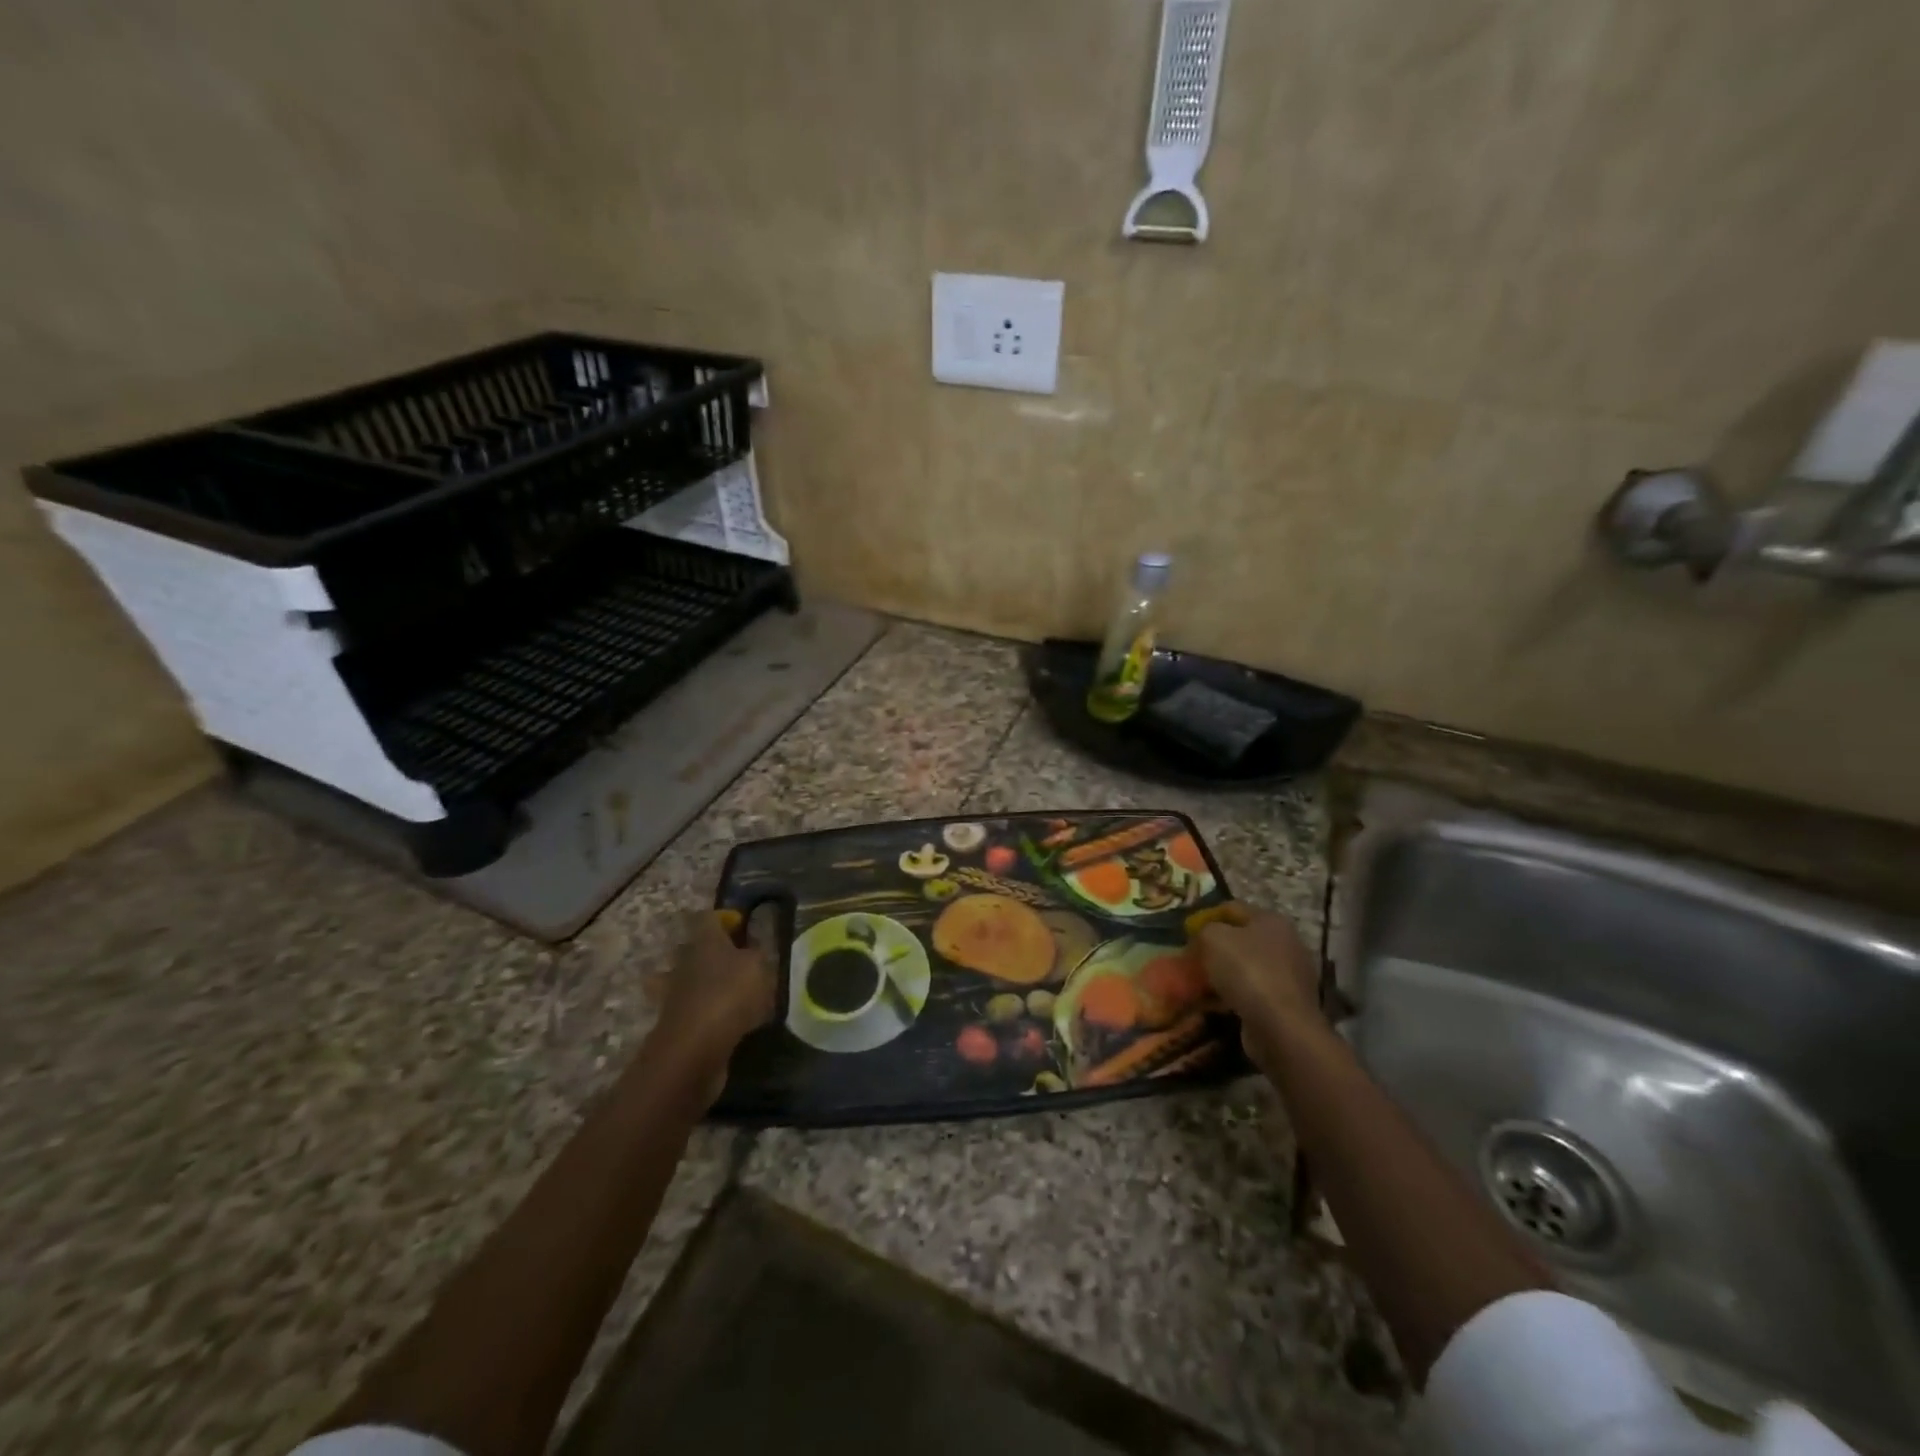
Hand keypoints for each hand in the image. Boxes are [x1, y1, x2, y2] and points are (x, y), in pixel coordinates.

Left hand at [647, 911, 777, 1099]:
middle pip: (695, 947)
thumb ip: (758, 954)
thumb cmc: (729, 995)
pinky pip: (691, 1009)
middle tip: (739, 961)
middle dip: (713, 952)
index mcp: (704, 940)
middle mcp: (684, 961)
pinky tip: (725, 1020)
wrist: (694, 1049)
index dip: (726, 919)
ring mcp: (674, 993)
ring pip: (688, 979)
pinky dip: (704, 1012)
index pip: (709, 917)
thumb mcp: (759, 967)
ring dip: (704, 983)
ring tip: (731, 992)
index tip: (743, 926)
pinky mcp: (674, 1023)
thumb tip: (754, 949)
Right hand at [1193, 902, 1323, 1048]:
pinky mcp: (1289, 1002)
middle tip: (1193, 959)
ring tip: (1203, 984)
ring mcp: (1292, 974)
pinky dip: (1238, 995)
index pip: (1232, 908)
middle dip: (1217, 947)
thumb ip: (1204, 929)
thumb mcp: (1213, 938)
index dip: (1206, 917)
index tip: (1186, 934)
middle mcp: (1287, 942)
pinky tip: (1220, 1003)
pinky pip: (1255, 991)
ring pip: (1248, 966)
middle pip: (1242, 938)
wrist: (1282, 1027)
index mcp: (1272, 919)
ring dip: (1227, 973)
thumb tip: (1204, 935)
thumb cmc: (1247, 972)